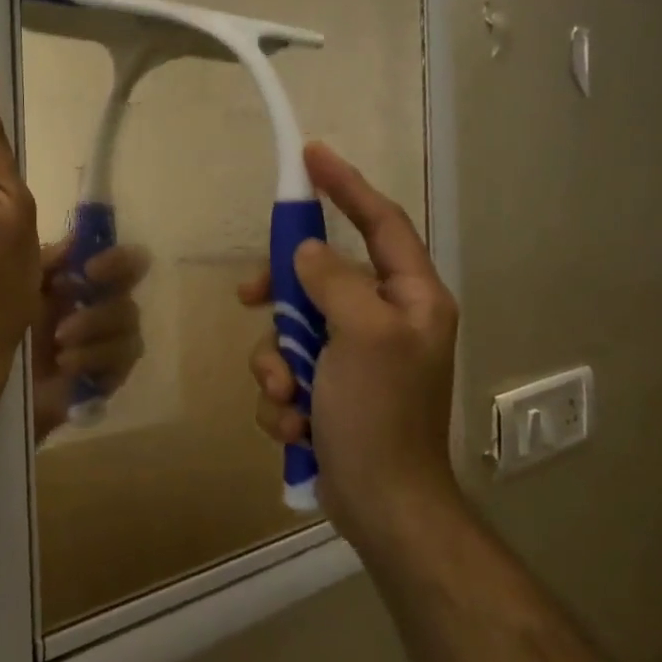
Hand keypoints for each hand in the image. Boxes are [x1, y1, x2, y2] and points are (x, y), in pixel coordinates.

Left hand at [29, 238, 151, 441]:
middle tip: (64, 324)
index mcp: (84, 286)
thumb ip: (49, 261)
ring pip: (130, 331)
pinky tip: (65, 365)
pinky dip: (94, 360)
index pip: (124, 263)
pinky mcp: (107, 378)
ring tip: (59, 344)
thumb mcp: (18, 285)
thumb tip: (76, 239)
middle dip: (100, 311)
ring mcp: (107, 347)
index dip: (117, 262)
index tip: (90, 270)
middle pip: (129, 300)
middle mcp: (102, 311)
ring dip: (93, 333)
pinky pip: (122, 364)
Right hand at [238, 142, 459, 545]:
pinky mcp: (327, 392)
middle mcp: (384, 320)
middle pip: (319, 276)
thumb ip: (333, 281)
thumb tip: (308, 253)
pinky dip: (282, 398)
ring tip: (288, 399)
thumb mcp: (361, 335)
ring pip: (292, 330)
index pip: (381, 222)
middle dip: (282, 296)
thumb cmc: (380, 414)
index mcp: (411, 298)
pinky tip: (295, 427)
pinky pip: (287, 372)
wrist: (381, 506)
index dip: (347, 186)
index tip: (312, 156)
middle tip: (251, 297)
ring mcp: (352, 357)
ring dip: (277, 364)